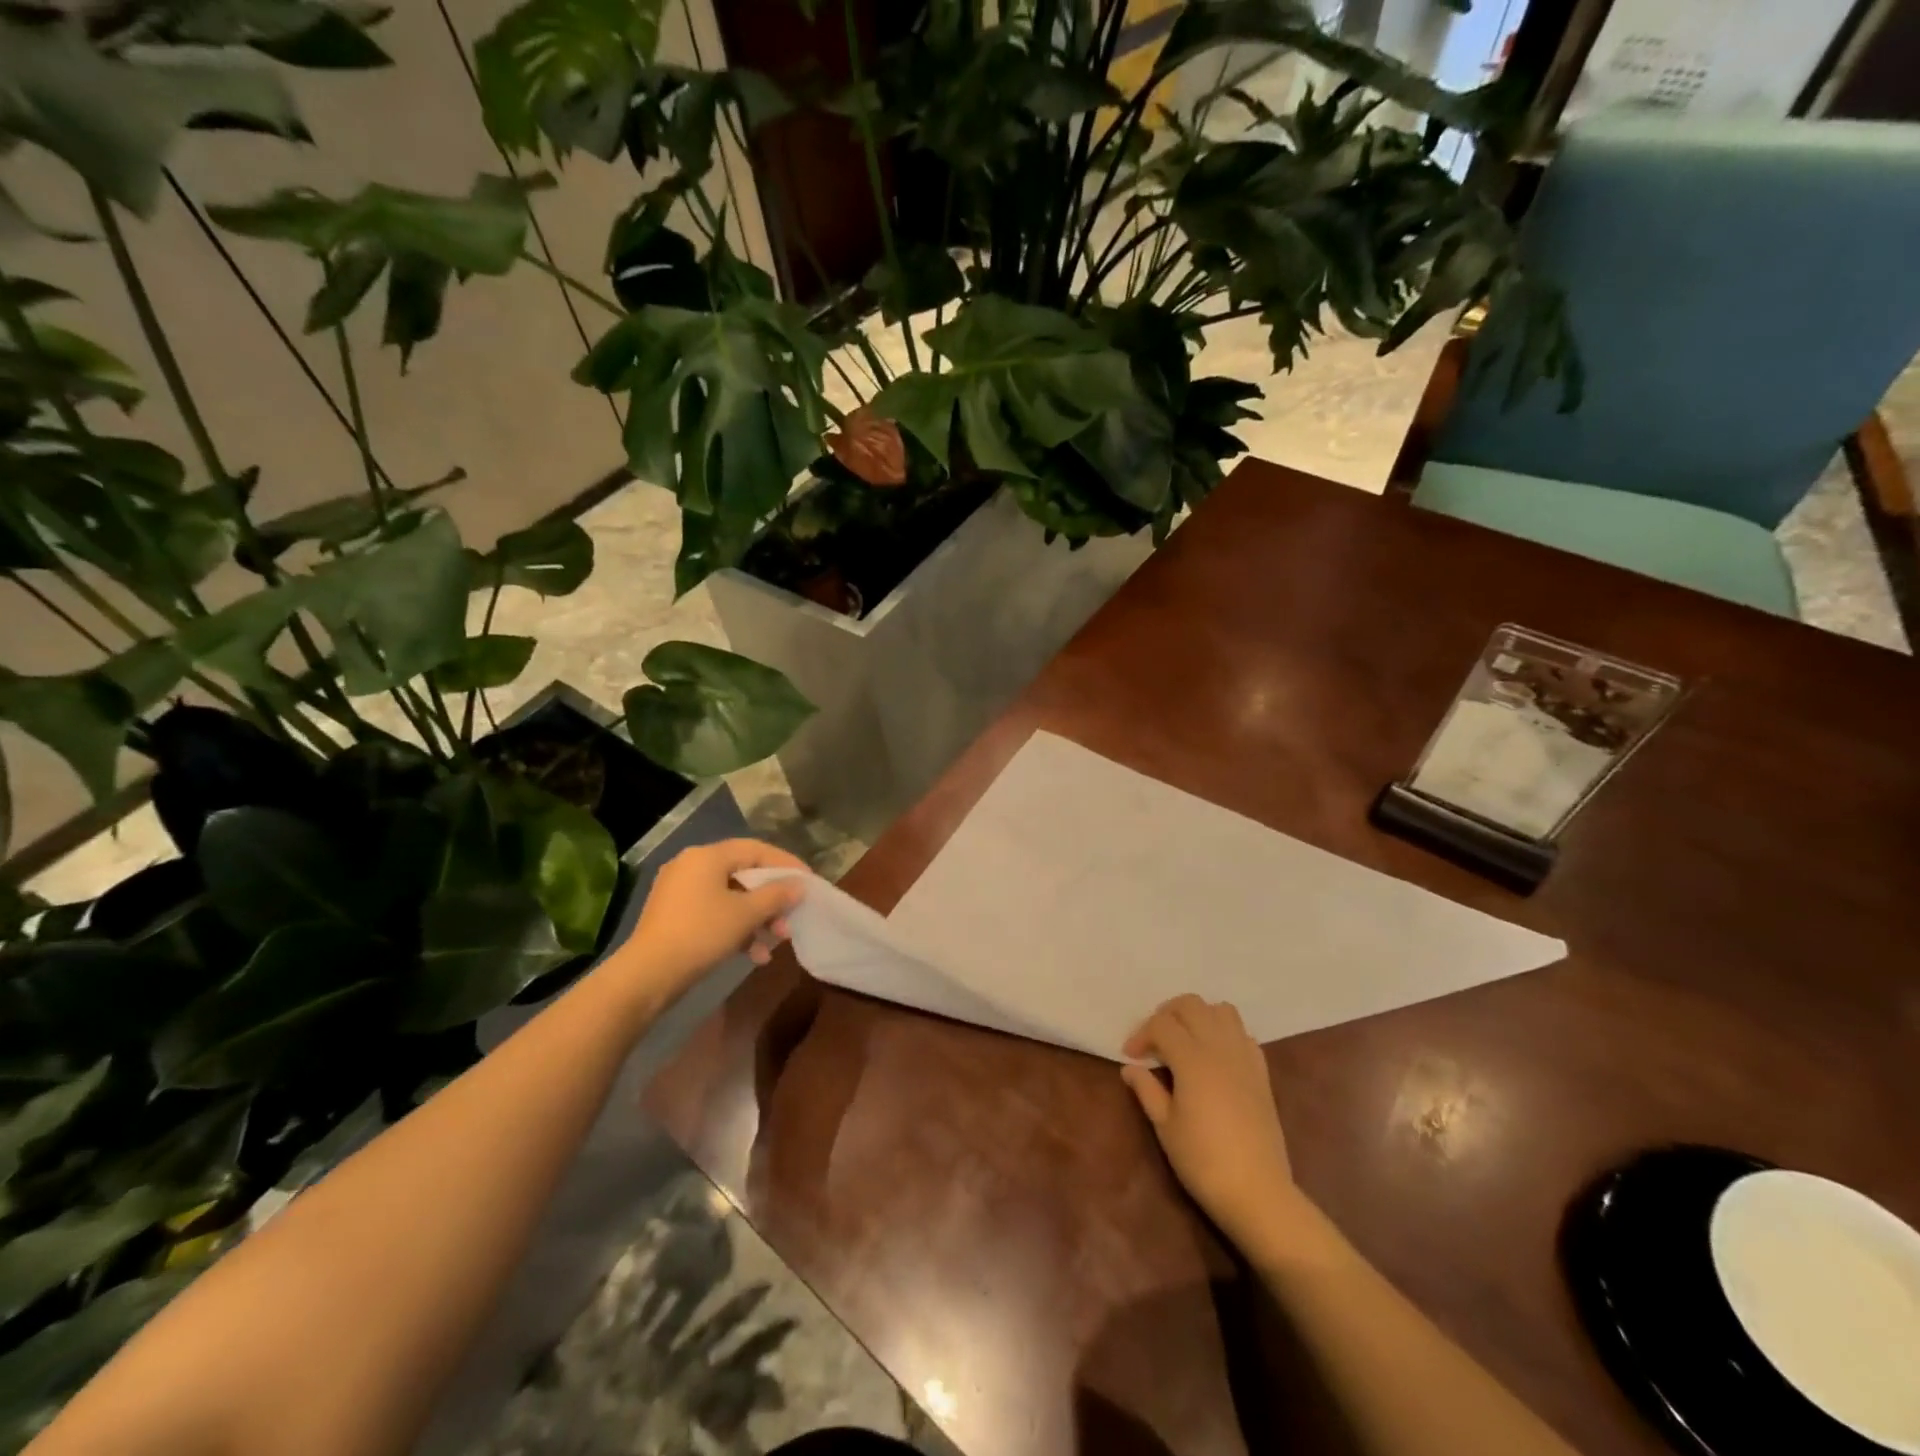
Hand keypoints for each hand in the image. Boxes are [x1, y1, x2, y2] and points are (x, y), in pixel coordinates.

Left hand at [618, 839, 807, 998]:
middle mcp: (691, 866)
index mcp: (707, 856)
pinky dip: (736, 928)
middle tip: (791, 918)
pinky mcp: (674, 915)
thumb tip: (798, 885)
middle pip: (744, 874)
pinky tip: (754, 955)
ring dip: (757, 918)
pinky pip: (714, 913)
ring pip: (731, 897)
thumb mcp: (746, 914)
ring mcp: (680, 891)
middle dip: (771, 899)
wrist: (648, 975)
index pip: (756, 849)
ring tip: (777, 940)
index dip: (785, 864)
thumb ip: (776, 895)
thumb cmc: (701, 933)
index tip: (807, 882)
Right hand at [1122, 996, 1300, 1245]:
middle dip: (1167, 1014)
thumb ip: (1147, 1090)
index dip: (1141, 1034)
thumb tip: (1129, 1067)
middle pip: (1191, 1005)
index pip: (1161, 1024)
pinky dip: (1224, 1032)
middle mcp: (1219, 1047)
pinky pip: (1242, 1033)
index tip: (1130, 1056)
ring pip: (1221, 1010)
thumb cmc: (1203, 1161)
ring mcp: (1244, 1057)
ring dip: (1198, 1016)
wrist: (1258, 1192)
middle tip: (1154, 1041)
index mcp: (1192, 1059)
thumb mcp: (1165, 1127)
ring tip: (1184, 1040)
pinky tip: (1214, 1056)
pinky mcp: (1261, 1072)